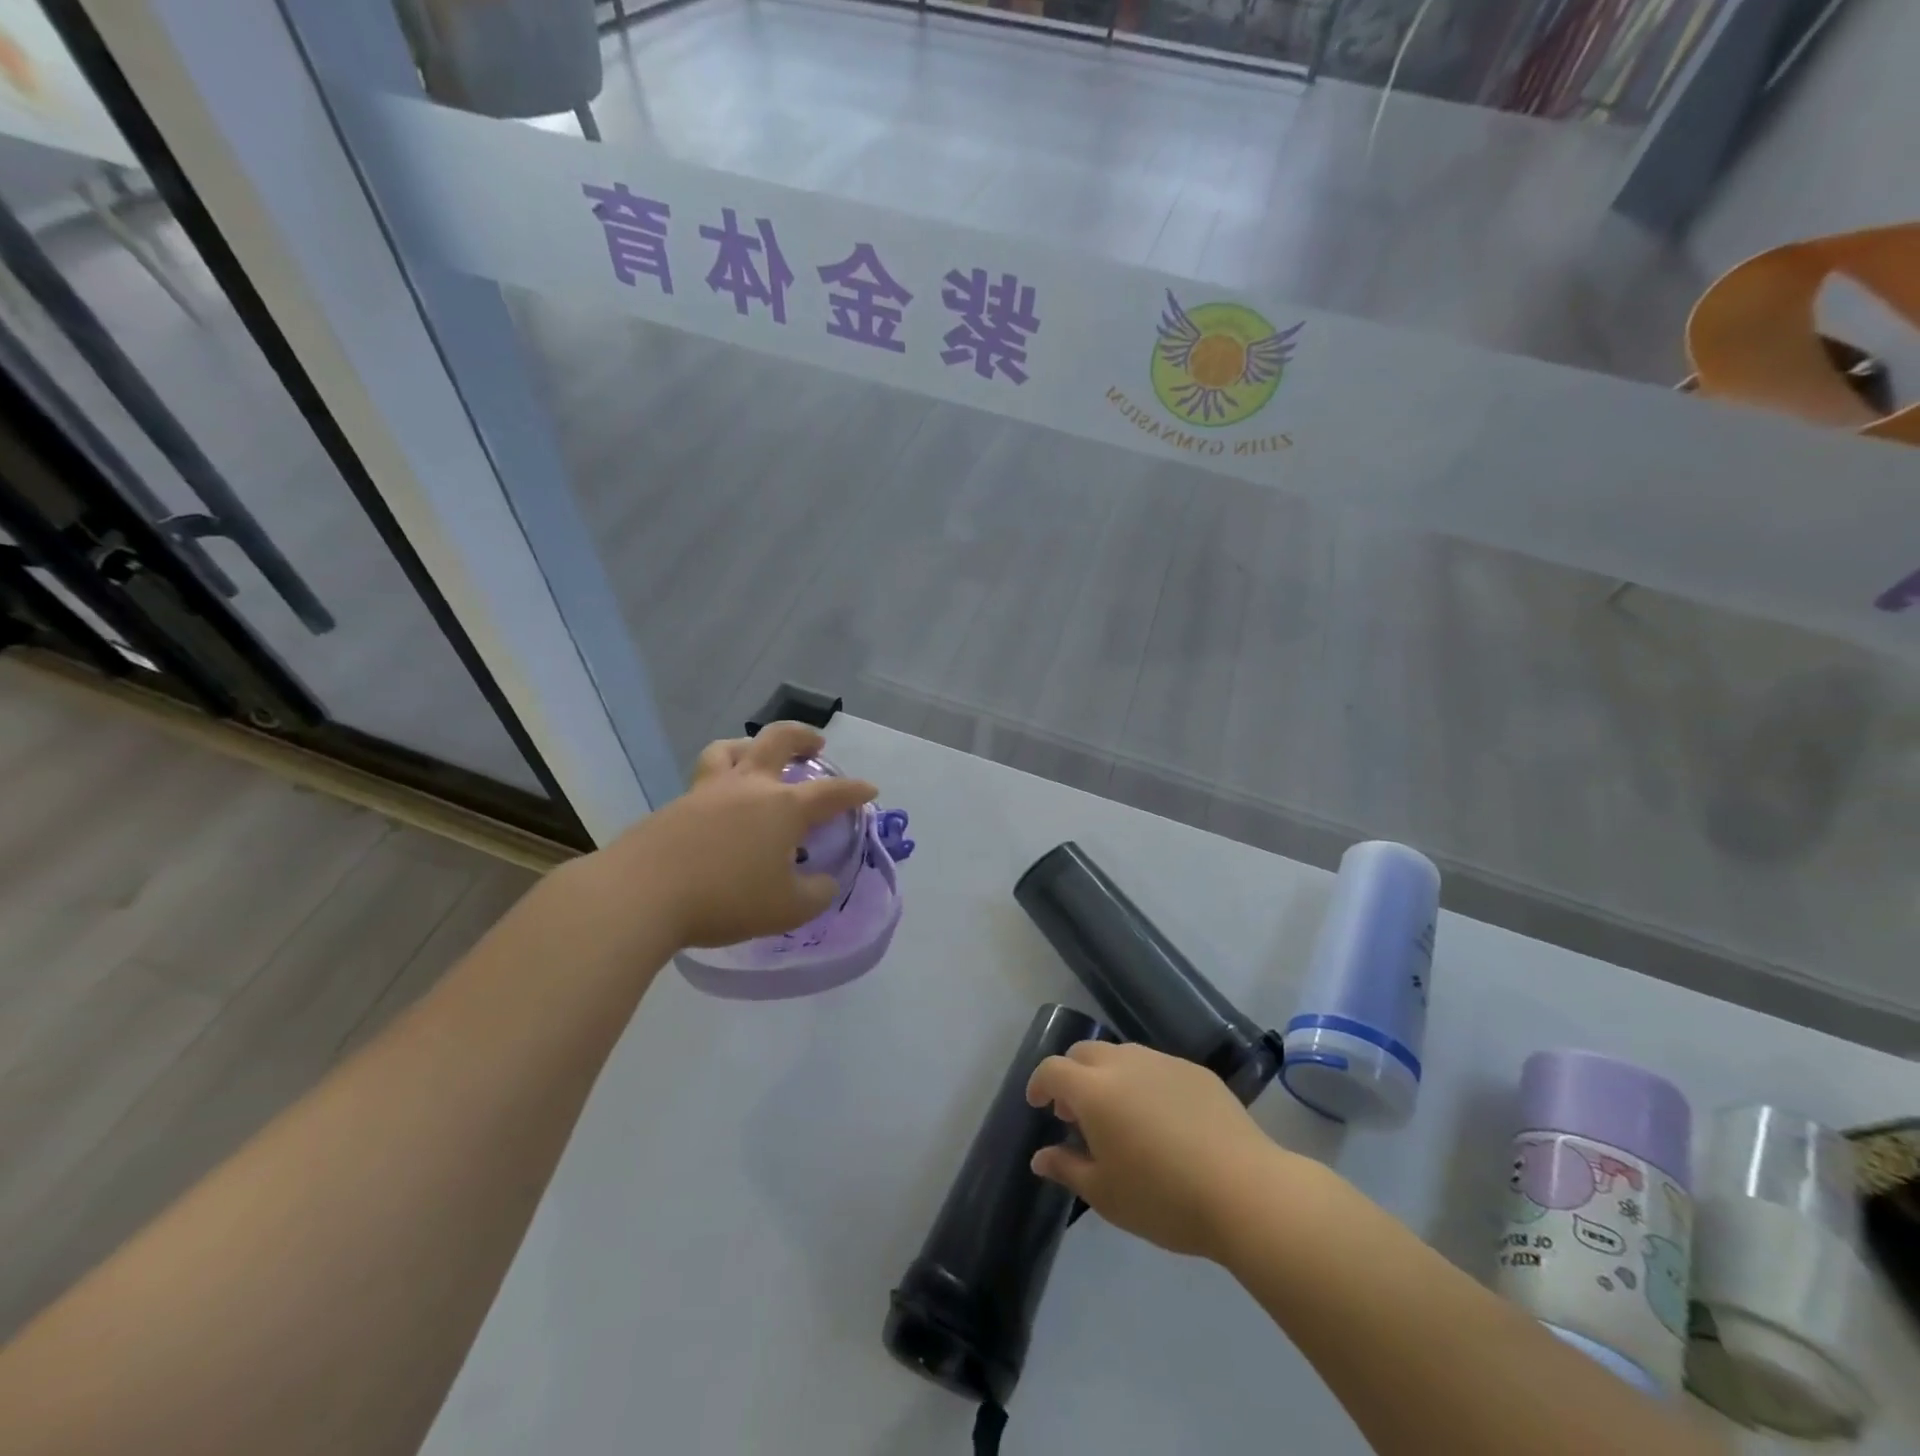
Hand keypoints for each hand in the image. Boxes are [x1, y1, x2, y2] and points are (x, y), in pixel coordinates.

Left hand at [594, 722, 877, 948]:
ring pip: (730, 749)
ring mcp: (708, 791)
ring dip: (751, 746)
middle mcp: (749, 787)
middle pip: (778, 740)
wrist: (641, 894)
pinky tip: (719, 809)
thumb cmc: (726, 899)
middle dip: (803, 736)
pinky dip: (721, 782)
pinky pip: (704, 780)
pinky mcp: (675, 806)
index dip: (855, 791)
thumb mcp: (788, 909)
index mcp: (784, 807)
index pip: (831, 792)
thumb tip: (823, 882)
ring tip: (758, 757)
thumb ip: (815, 894)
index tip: (869, 790)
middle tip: (816, 744)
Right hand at [1026, 1041, 1291, 1260]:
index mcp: (1094, 1090)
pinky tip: (1161, 1119)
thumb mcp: (1105, 1194)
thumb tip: (1041, 1156)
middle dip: (1072, 1076)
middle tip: (1076, 1113)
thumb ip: (1067, 1168)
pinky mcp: (1195, 1072)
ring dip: (1108, 1076)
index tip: (1039, 1105)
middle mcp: (1124, 1063)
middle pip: (1085, 1053)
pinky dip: (1144, 1083)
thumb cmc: (1163, 1198)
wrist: (1244, 1191)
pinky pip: (1156, 1067)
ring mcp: (1163, 1062)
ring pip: (1122, 1055)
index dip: (1039, 1084)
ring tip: (1119, 1115)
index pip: (1053, 1070)